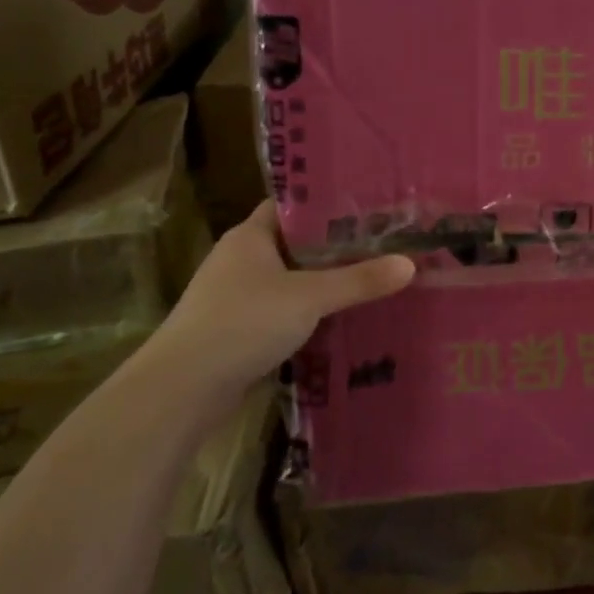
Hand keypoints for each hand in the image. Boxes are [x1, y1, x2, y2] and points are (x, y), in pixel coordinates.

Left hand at [139, 201, 413, 403]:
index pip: (292, 206)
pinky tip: (340, 318)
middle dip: (335, 246)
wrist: (182, 389)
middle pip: (295, 243)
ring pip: (290, 279)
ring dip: (323, 281)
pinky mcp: (237, 329)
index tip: (368, 205)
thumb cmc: (243, 323)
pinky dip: (308, 311)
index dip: (327, 203)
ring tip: (370, 278)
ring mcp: (235, 296)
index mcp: (250, 236)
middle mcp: (240, 259)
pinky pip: (282, 310)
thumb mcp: (310, 297)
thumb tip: (410, 264)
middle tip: (382, 243)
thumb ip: (359, 280)